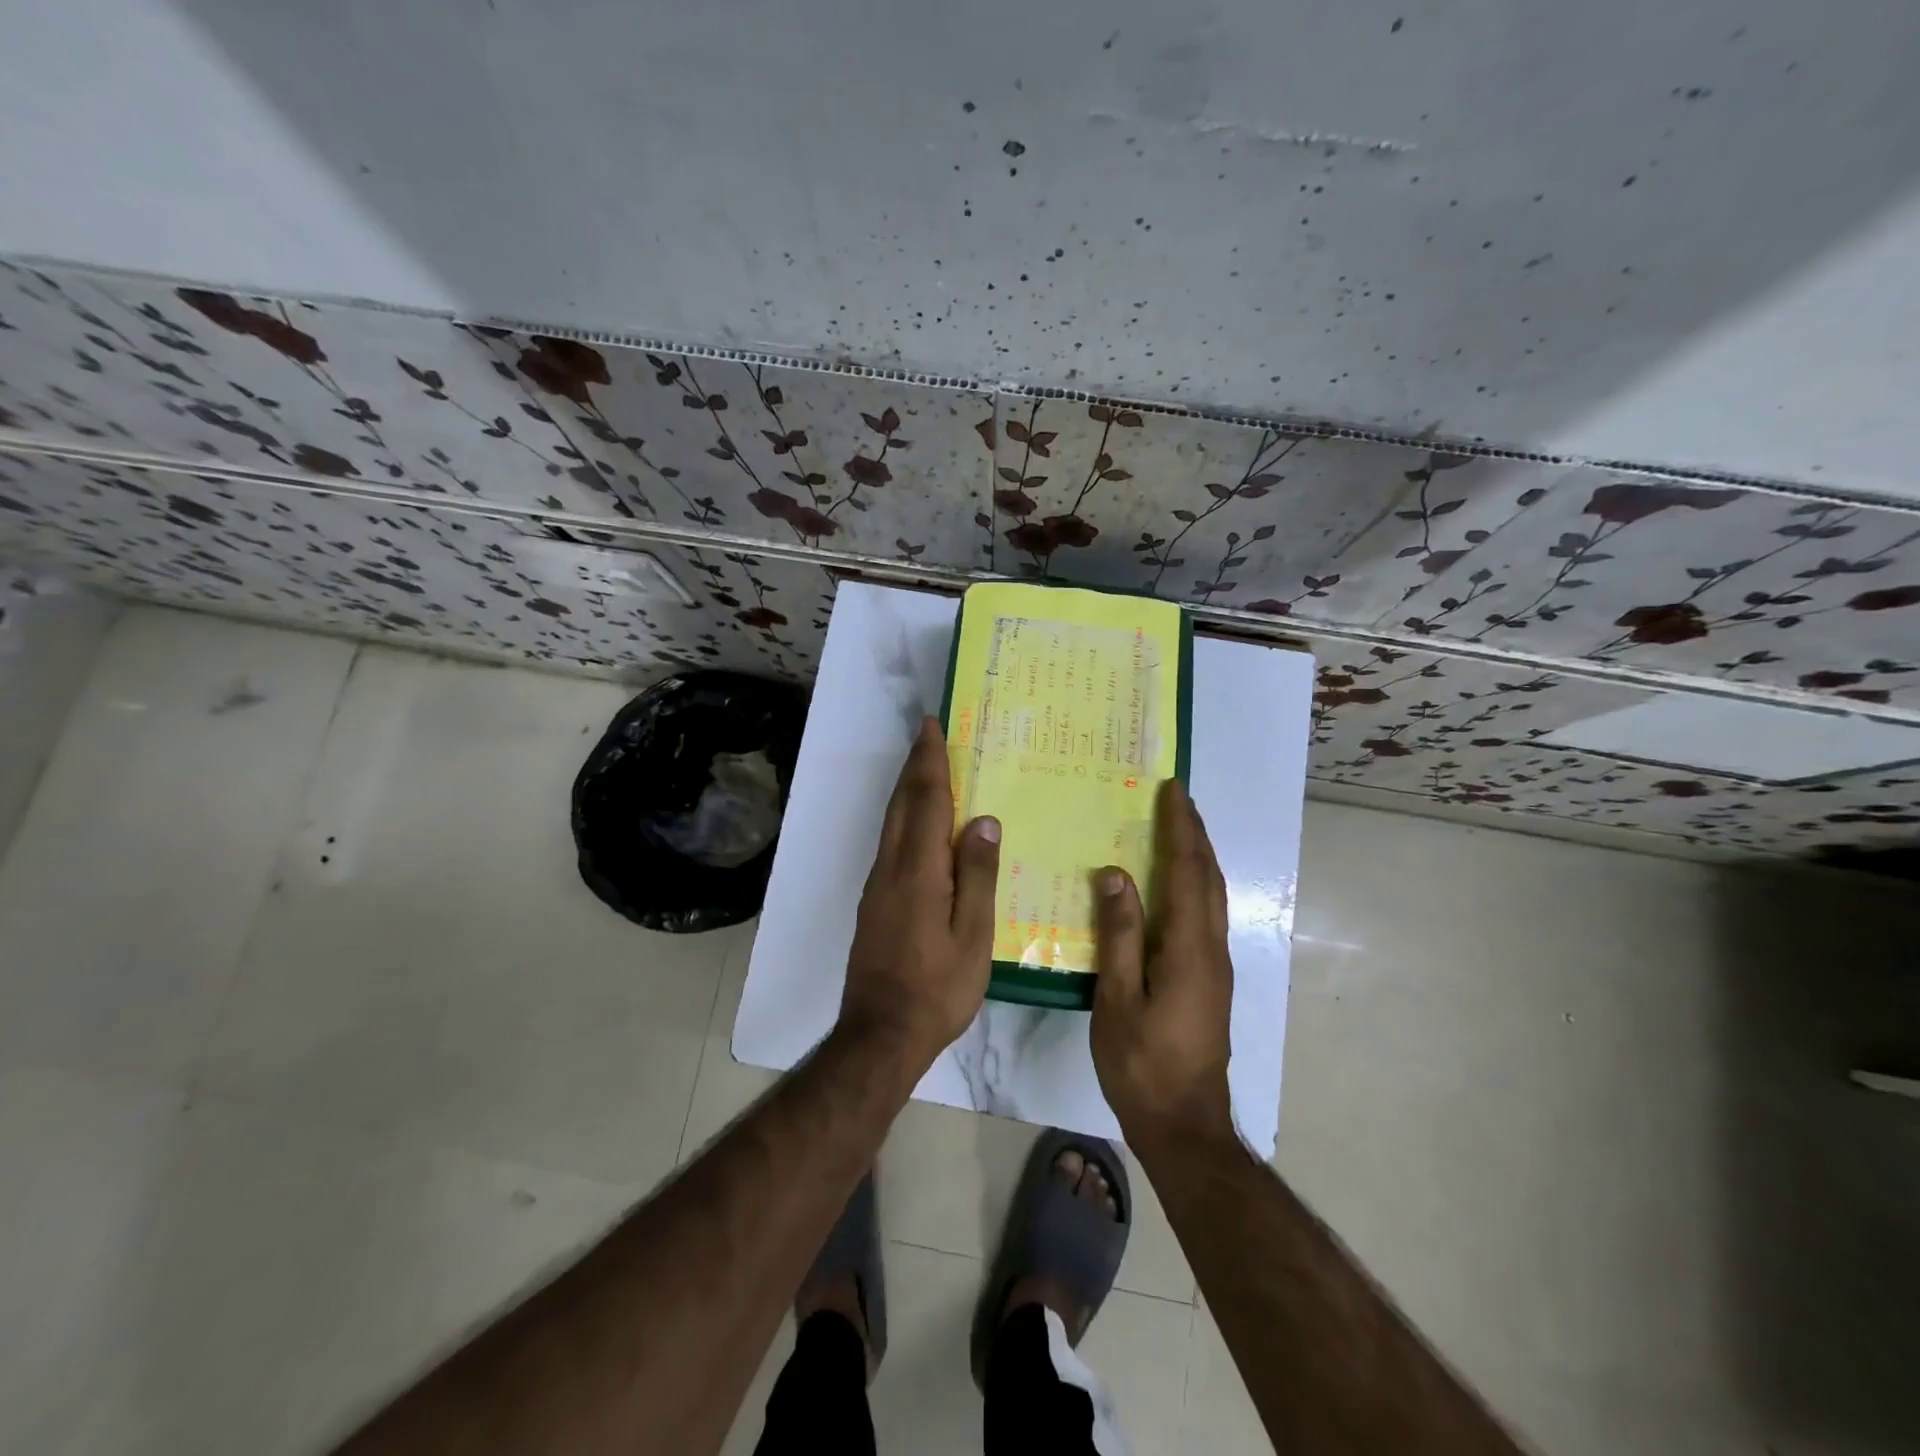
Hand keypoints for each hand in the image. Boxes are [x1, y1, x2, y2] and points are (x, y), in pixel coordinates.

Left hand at [838, 717, 1001, 1066]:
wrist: (880, 1034)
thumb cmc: (937, 988)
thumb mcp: (973, 937)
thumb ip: (977, 876)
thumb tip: (982, 821)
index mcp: (919, 871)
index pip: (926, 802)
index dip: (929, 762)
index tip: (931, 727)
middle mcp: (891, 868)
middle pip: (901, 804)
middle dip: (914, 766)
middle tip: (927, 734)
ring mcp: (878, 886)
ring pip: (891, 823)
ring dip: (907, 789)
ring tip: (925, 767)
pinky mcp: (874, 903)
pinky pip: (890, 843)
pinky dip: (903, 817)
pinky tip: (918, 825)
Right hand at [1090, 779, 1235, 1147]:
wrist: (1185, 1124)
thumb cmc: (1143, 1063)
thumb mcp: (1118, 999)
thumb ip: (1119, 935)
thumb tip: (1115, 875)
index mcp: (1190, 948)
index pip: (1188, 872)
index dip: (1181, 828)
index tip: (1172, 791)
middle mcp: (1212, 949)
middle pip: (1208, 878)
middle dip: (1195, 834)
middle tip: (1176, 799)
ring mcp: (1216, 966)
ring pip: (1212, 896)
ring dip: (1198, 856)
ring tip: (1177, 829)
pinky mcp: (1211, 980)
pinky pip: (1206, 915)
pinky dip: (1194, 884)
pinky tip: (1173, 886)